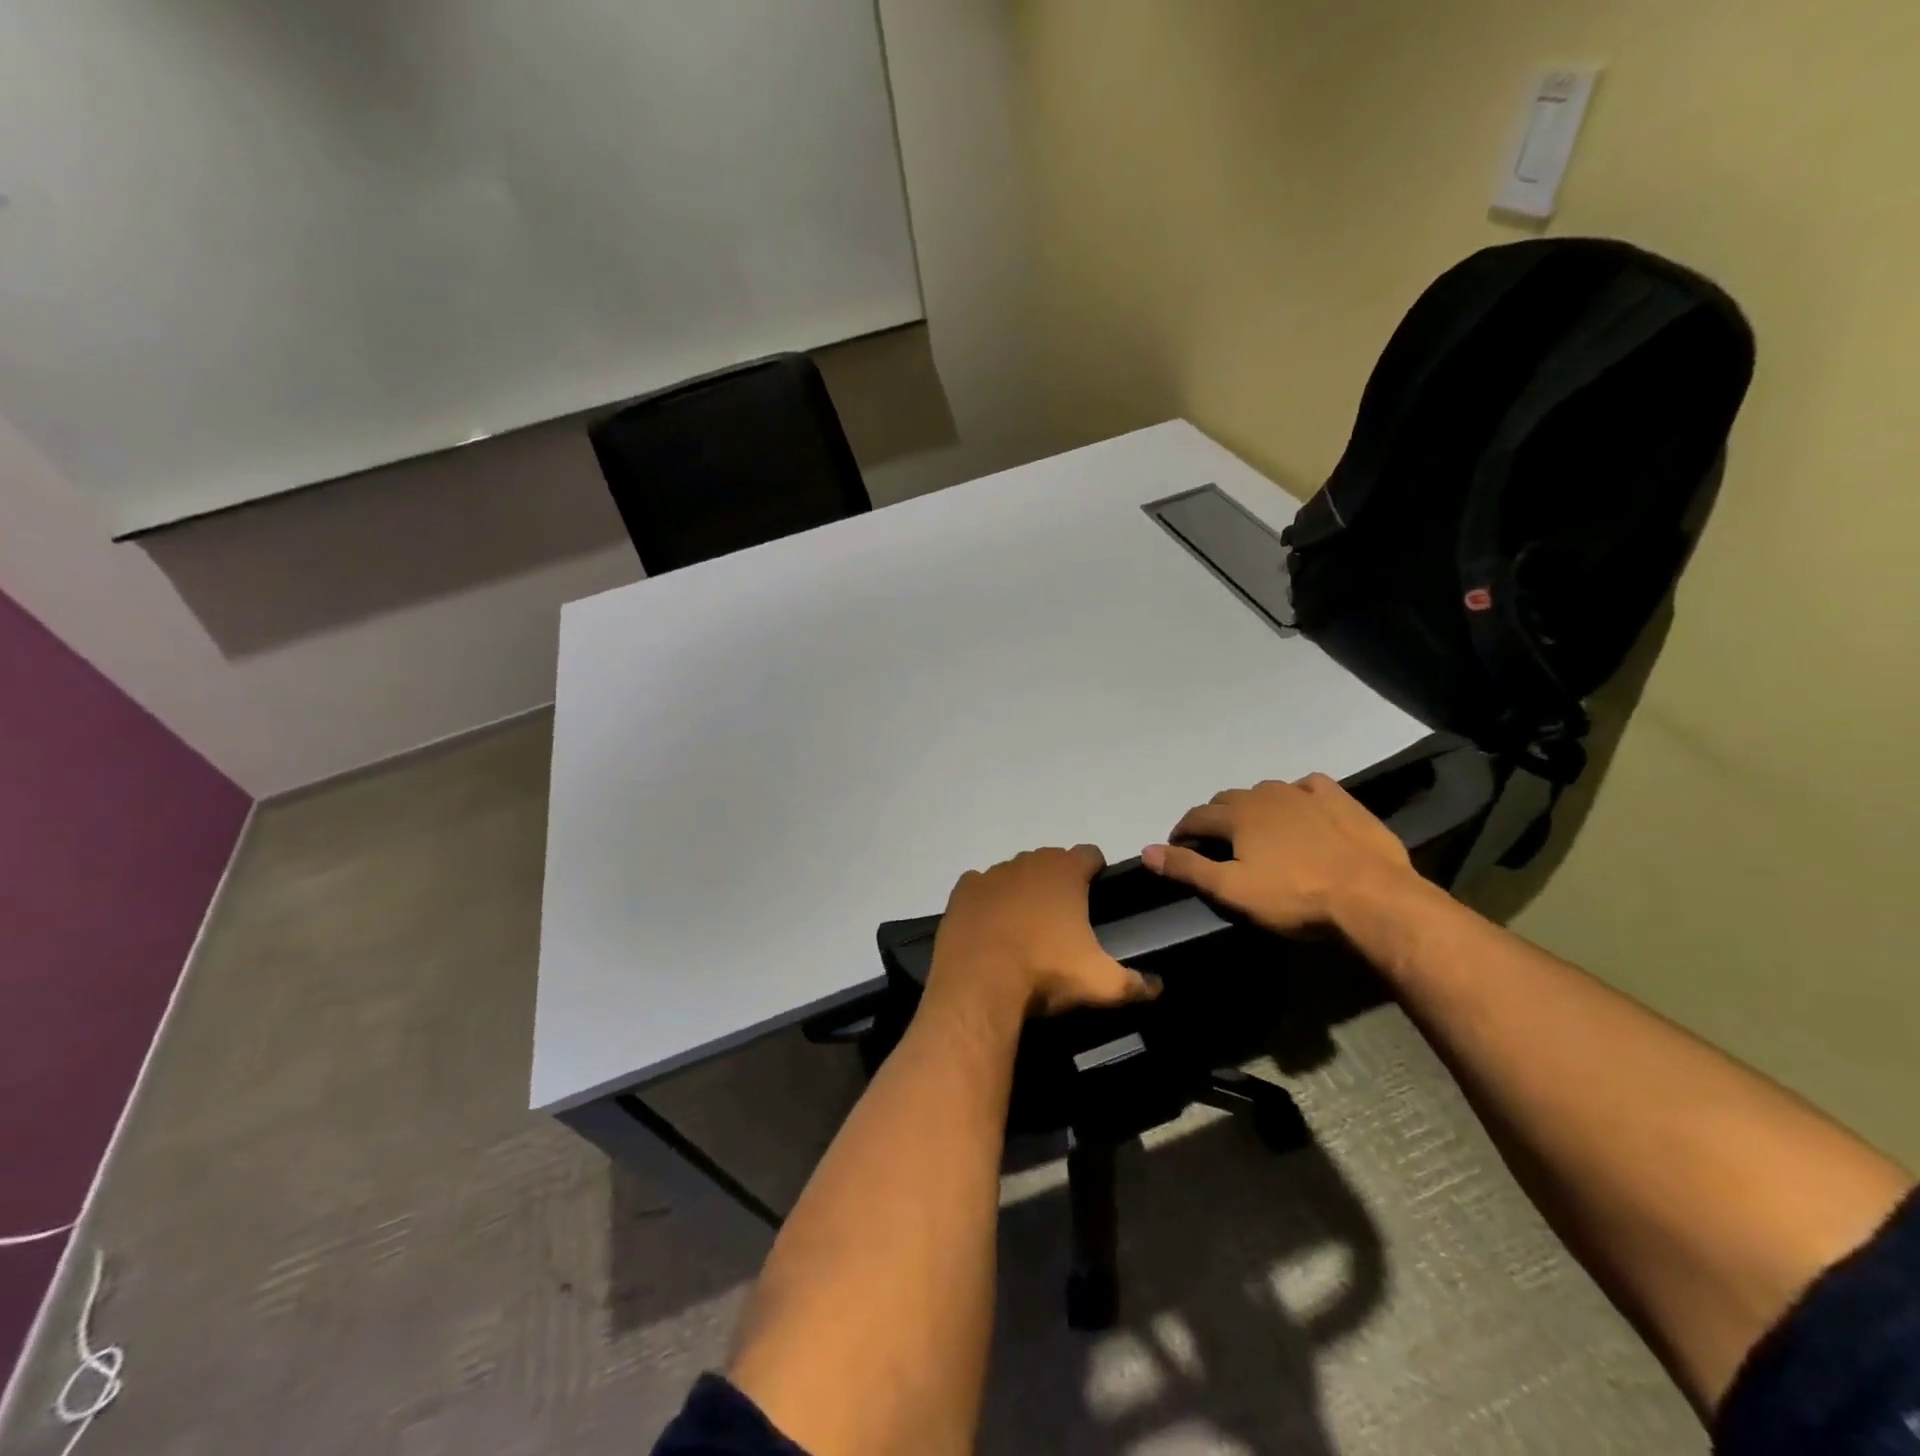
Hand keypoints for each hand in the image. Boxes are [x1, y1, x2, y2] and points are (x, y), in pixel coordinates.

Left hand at [929, 845, 1160, 1016]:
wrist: (978, 985)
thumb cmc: (1045, 974)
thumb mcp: (1102, 984)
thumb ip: (1136, 983)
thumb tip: (1159, 986)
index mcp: (1065, 872)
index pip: (1091, 854)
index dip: (1097, 870)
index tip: (1098, 893)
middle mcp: (1028, 862)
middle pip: (1051, 861)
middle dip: (1058, 881)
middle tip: (1064, 918)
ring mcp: (991, 874)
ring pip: (1014, 872)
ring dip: (1022, 890)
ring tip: (1026, 926)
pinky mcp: (962, 892)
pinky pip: (980, 886)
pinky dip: (988, 900)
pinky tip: (990, 925)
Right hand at [1142, 774, 1418, 933]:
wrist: (1371, 898)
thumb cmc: (1294, 898)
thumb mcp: (1232, 890)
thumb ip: (1187, 868)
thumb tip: (1146, 850)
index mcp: (1236, 815)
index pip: (1196, 817)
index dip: (1182, 832)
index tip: (1178, 849)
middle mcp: (1265, 794)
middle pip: (1227, 799)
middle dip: (1215, 818)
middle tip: (1216, 844)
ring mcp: (1304, 793)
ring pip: (1265, 791)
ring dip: (1253, 806)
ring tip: (1257, 830)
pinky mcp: (1340, 800)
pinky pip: (1309, 786)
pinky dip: (1297, 795)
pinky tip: (1302, 809)